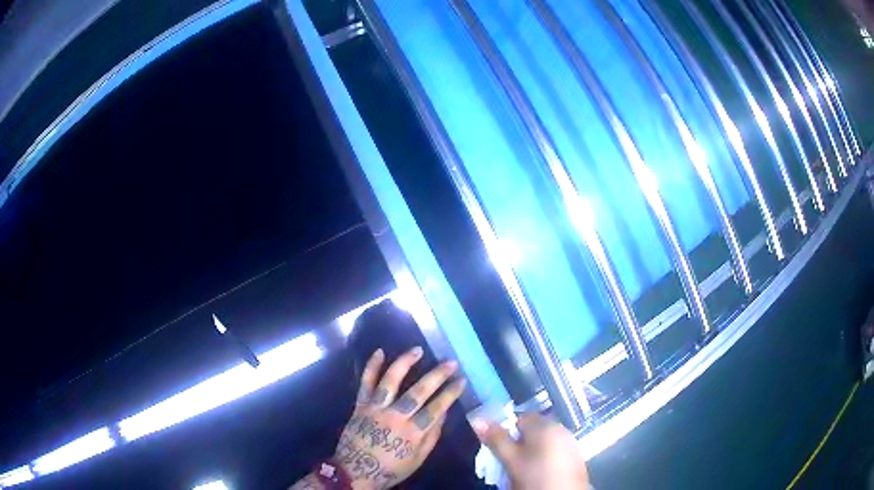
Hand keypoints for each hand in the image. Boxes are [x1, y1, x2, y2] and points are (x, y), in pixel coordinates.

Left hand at [334, 347, 466, 489]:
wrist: (354, 471)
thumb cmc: (390, 468)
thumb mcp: (418, 459)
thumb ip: (432, 436)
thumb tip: (444, 413)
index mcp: (412, 433)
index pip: (437, 408)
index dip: (450, 393)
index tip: (461, 380)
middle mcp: (395, 417)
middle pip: (418, 392)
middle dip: (437, 375)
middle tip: (450, 362)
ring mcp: (376, 409)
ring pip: (391, 381)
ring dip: (405, 363)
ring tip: (417, 350)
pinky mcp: (360, 405)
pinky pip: (365, 383)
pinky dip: (371, 367)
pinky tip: (379, 352)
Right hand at [473, 413, 589, 489]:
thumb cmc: (535, 476)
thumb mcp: (511, 460)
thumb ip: (496, 439)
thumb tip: (477, 418)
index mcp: (544, 425)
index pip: (519, 417)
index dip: (505, 431)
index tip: (496, 448)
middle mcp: (560, 428)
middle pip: (532, 430)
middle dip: (517, 443)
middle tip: (506, 461)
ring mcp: (570, 442)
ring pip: (542, 442)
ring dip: (530, 451)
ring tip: (520, 469)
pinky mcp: (575, 456)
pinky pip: (553, 451)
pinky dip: (543, 458)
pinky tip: (537, 473)